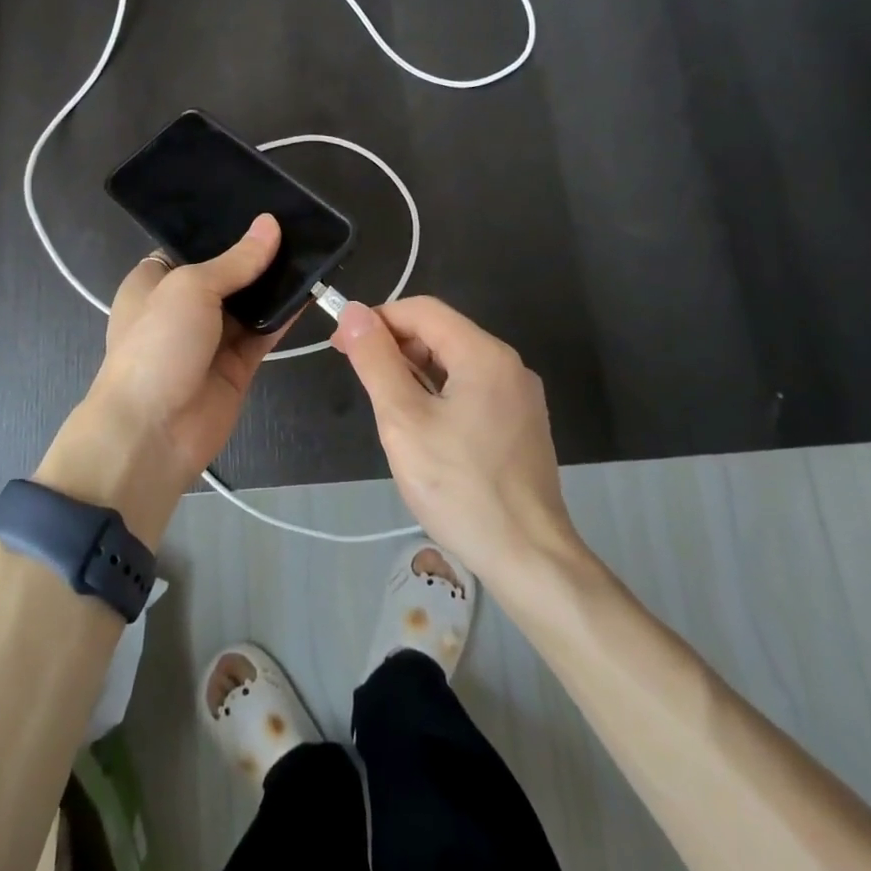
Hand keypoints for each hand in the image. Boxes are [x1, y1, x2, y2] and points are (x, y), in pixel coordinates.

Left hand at [40, 216, 287, 537]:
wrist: (152, 432)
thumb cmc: (157, 345)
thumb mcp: (190, 288)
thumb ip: (235, 260)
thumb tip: (270, 224)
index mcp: (155, 280)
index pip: (192, 245)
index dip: (224, 228)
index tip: (262, 207)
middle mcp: (182, 305)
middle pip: (227, 273)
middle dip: (257, 253)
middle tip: (300, 222)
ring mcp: (211, 337)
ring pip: (250, 302)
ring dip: (276, 282)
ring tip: (313, 247)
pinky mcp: (237, 364)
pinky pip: (266, 331)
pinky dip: (286, 314)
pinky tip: (313, 289)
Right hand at [331, 296, 578, 579]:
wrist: (528, 559)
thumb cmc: (459, 488)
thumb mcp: (403, 420)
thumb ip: (376, 361)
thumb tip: (354, 312)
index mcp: (484, 355)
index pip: (423, 310)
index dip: (378, 319)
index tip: (342, 345)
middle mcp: (507, 365)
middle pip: (441, 333)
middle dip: (395, 345)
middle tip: (357, 375)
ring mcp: (518, 396)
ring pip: (455, 363)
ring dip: (413, 370)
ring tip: (384, 403)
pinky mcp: (520, 424)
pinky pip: (471, 389)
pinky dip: (437, 392)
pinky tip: (420, 425)